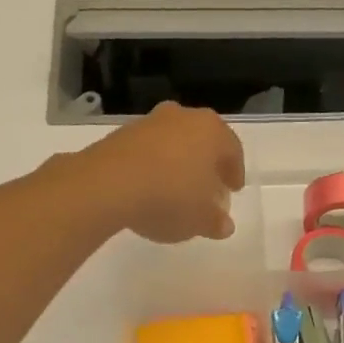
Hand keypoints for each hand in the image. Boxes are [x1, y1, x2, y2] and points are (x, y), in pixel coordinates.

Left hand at [85, 101, 245, 243]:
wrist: (109, 184)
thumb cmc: (170, 198)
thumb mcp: (200, 220)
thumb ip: (216, 222)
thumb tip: (224, 225)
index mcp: (212, 131)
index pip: (232, 150)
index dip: (235, 172)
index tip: (233, 190)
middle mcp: (183, 117)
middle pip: (202, 141)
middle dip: (206, 165)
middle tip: (207, 188)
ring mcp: (150, 122)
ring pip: (174, 143)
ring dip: (178, 163)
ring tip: (176, 190)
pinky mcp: (122, 134)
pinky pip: (148, 151)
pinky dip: (153, 166)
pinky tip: (150, 188)